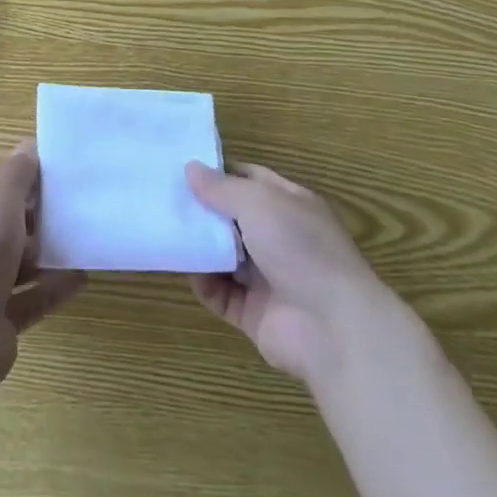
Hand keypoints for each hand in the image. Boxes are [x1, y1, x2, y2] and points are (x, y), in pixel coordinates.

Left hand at [0, 144, 85, 396]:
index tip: (61, 175)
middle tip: (79, 207)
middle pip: (9, 225)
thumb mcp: (0, 197)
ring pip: (21, 263)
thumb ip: (18, 171)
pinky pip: (32, 297)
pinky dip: (55, 287)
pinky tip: (83, 277)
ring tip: (86, 241)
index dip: (25, 179)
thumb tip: (30, 145)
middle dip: (41, 217)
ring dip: (50, 253)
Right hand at [185, 161, 389, 383]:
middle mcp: (280, 238)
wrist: (332, 328)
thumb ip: (222, 188)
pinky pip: (221, 293)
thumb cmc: (299, 247)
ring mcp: (268, 277)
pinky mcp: (255, 312)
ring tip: (167, 232)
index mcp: (290, 205)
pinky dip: (204, 283)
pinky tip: (186, 270)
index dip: (219, 173)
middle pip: (233, 218)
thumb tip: (191, 168)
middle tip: (164, 200)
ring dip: (200, 247)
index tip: (183, 168)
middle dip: (203, 210)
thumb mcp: (259, 202)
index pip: (250, 179)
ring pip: (224, 256)